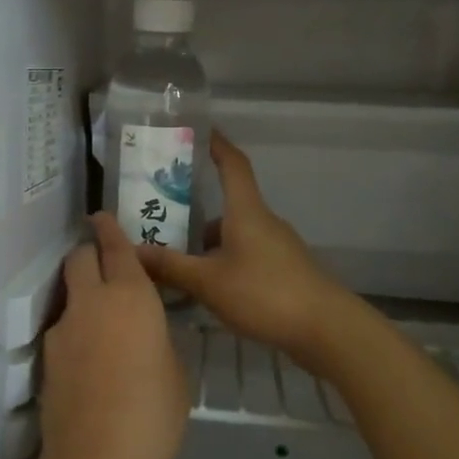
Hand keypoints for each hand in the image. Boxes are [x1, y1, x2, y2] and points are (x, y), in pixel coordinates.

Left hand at [0, 213, 188, 458]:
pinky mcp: (46, 359)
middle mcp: (91, 301)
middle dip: (90, 254)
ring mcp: (63, 329)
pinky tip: (91, 363)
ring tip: (104, 326)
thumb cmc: (154, 415)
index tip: (102, 218)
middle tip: (107, 269)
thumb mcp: (175, 371)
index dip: (109, 229)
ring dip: (83, 296)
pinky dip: (76, 332)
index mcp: (130, 295)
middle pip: (79, 258)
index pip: (114, 246)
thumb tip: (146, 329)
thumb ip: (158, 337)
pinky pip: (64, 330)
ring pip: (69, 294)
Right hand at [137, 132, 359, 367]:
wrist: (326, 329)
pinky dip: (223, 261)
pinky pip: (245, 254)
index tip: (199, 130)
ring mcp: (277, 247)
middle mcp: (263, 221)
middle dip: (196, 205)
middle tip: (162, 210)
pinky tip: (205, 285)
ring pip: (234, 233)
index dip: (217, 144)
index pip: (233, 164)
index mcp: (246, 211)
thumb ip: (170, 266)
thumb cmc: (265, 293)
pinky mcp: (283, 271)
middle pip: (228, 203)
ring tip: (175, 255)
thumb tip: (132, 250)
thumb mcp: (208, 282)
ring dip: (207, 240)